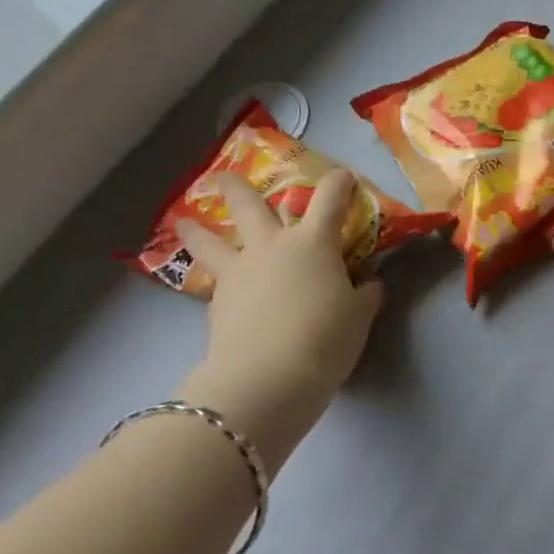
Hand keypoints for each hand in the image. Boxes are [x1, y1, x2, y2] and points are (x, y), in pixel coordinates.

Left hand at [171, 169, 383, 470]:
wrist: (268, 378)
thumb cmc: (325, 338)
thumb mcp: (359, 317)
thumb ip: (364, 294)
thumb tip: (369, 283)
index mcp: (313, 242)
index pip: (331, 197)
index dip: (340, 183)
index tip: (345, 178)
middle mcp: (271, 246)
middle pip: (249, 204)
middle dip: (237, 186)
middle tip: (223, 176)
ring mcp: (238, 272)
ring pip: (210, 241)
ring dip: (197, 229)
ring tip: (184, 222)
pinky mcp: (216, 303)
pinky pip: (217, 282)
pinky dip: (218, 282)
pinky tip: (223, 295)